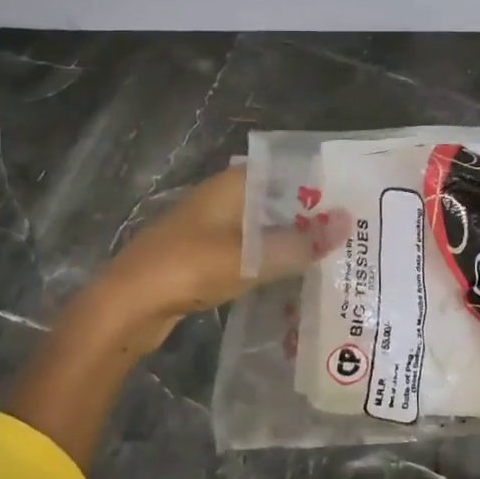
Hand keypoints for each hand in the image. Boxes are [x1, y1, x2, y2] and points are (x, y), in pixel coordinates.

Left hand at [90, 166, 347, 339]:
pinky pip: (249, 252)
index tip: (352, 197)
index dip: (317, 182)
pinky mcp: (205, 258)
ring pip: (263, 228)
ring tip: (334, 255)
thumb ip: (298, 243)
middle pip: (275, 201)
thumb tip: (347, 222)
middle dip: (309, 216)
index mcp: (231, 186)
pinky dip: (270, 260)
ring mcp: (212, 229)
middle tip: (353, 232)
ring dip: (291, 240)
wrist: (126, 307)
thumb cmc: (187, 268)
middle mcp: (222, 200)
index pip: (284, 171)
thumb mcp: (249, 257)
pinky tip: (294, 277)